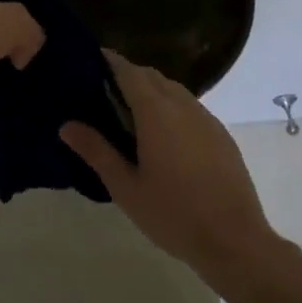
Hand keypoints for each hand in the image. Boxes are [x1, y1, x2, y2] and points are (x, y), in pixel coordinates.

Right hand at [61, 52, 278, 279]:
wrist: (235, 240)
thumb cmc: (173, 214)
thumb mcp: (126, 187)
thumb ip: (96, 151)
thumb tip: (66, 125)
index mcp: (156, 112)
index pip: (128, 71)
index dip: (108, 62)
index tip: (87, 62)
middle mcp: (183, 105)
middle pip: (151, 76)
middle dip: (127, 76)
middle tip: (101, 93)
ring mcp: (206, 119)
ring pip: (173, 90)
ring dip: (150, 91)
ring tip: (128, 115)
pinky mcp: (220, 135)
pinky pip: (190, 108)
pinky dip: (170, 108)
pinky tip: (161, 137)